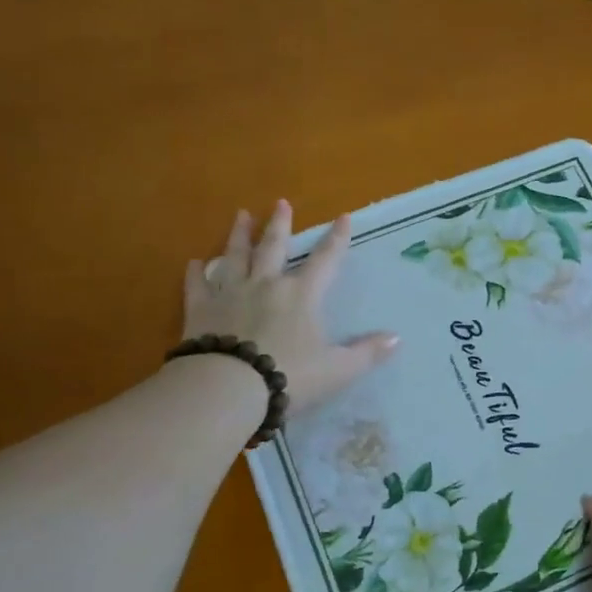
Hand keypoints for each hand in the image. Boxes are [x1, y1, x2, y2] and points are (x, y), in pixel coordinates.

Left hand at [184, 201, 399, 414]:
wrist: (229, 388)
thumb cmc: (290, 376)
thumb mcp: (338, 370)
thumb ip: (367, 353)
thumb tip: (396, 338)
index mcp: (301, 296)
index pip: (325, 261)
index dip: (336, 240)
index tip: (343, 217)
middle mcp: (266, 285)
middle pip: (274, 248)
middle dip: (280, 225)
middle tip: (280, 203)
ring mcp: (230, 294)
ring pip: (235, 257)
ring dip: (239, 236)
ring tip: (241, 215)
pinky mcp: (200, 310)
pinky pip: (198, 285)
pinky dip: (197, 273)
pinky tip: (195, 262)